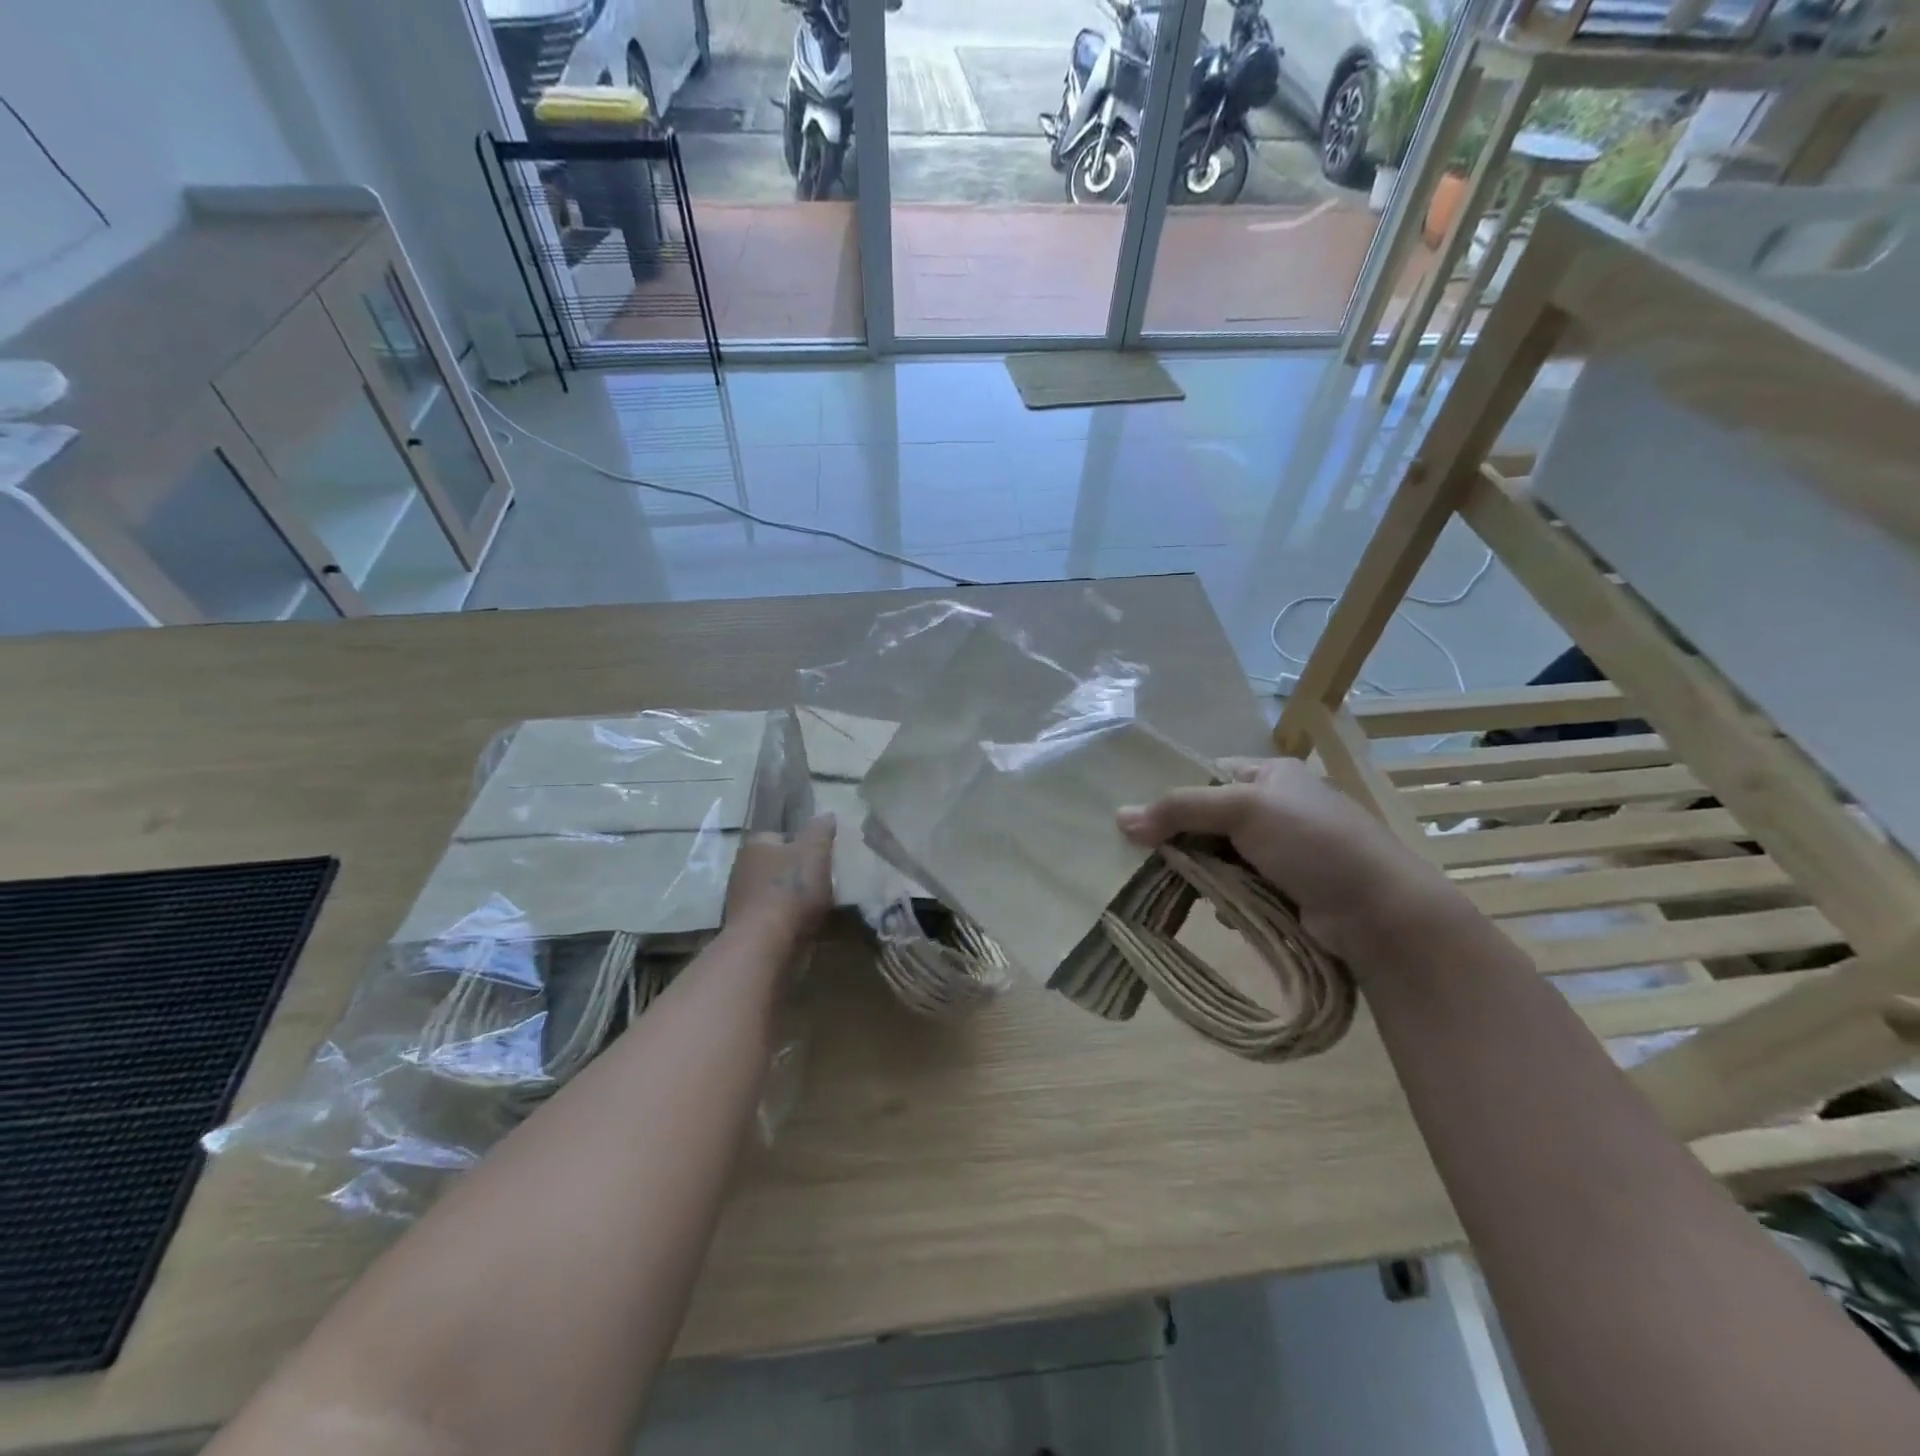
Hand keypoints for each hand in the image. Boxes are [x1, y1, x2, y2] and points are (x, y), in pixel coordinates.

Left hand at [724, 815, 835, 939]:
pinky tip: (807, 925)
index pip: (781, 836)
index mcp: (755, 846)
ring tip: (820, 905)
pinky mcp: (748, 928)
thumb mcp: (815, 851)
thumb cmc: (791, 890)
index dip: (803, 844)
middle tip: (824, 880)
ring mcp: (742, 901)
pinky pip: (775, 917)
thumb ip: (821, 830)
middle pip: (778, 865)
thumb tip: (826, 814)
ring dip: (794, 898)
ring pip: (776, 892)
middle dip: (798, 872)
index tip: (822, 856)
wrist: (766, 945)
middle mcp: (743, 869)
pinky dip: (789, 920)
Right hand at [1117, 757, 1457, 958]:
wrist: (1380, 913)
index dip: (1174, 795)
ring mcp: (1283, 852)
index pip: (1208, 776)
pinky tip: (1220, 909)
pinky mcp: (1286, 890)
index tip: (1141, 822)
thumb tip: (1119, 818)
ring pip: (1219, 857)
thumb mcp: (1244, 809)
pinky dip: (1224, 897)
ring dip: (1202, 873)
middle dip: (1183, 840)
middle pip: (1209, 819)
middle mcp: (1276, 808)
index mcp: (1271, 775)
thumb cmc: (1313, 844)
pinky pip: (1238, 888)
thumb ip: (1181, 808)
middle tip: (1150, 858)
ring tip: (1181, 887)